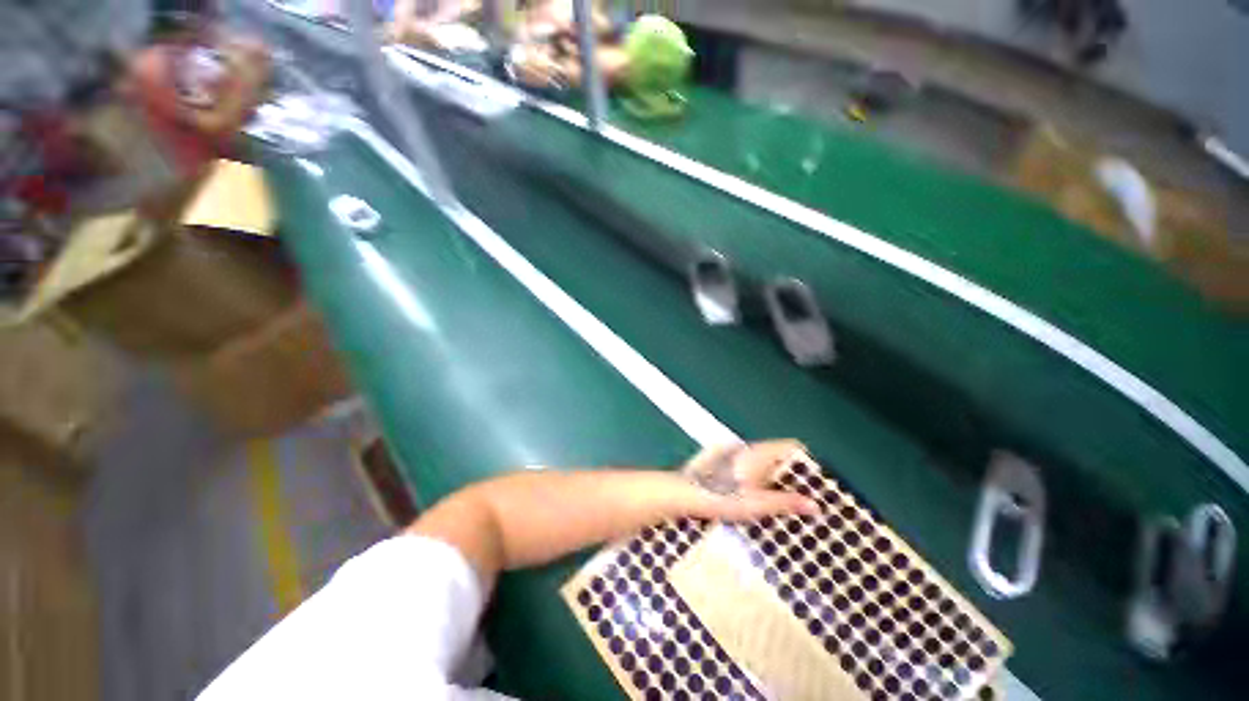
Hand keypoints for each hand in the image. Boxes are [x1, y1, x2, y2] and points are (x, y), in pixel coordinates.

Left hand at [684, 440, 821, 521]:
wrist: (684, 493)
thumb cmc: (721, 497)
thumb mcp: (756, 505)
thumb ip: (785, 502)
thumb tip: (815, 505)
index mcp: (758, 453)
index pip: (791, 446)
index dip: (808, 461)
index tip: (821, 481)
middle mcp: (747, 448)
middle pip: (779, 454)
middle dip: (793, 473)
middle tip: (808, 495)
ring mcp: (734, 453)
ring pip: (764, 460)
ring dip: (776, 476)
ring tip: (788, 499)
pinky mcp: (724, 461)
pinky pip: (751, 465)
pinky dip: (761, 477)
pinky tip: (760, 496)